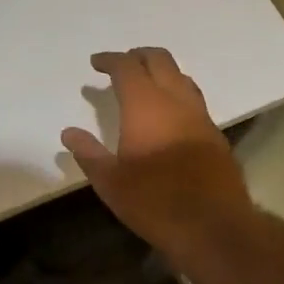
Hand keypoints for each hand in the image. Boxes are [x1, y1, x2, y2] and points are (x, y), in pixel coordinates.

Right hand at [61, 48, 256, 253]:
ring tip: (145, 84)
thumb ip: (88, 153)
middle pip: (160, 60)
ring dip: (162, 72)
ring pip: (181, 77)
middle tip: (121, 65)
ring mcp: (200, 116)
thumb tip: (69, 133)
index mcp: (146, 104)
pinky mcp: (215, 134)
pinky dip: (177, 94)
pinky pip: (194, 100)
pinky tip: (169, 115)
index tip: (96, 63)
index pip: (127, 67)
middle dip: (138, 56)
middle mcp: (176, 100)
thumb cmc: (155, 202)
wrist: (214, 227)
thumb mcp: (111, 182)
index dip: (110, 60)